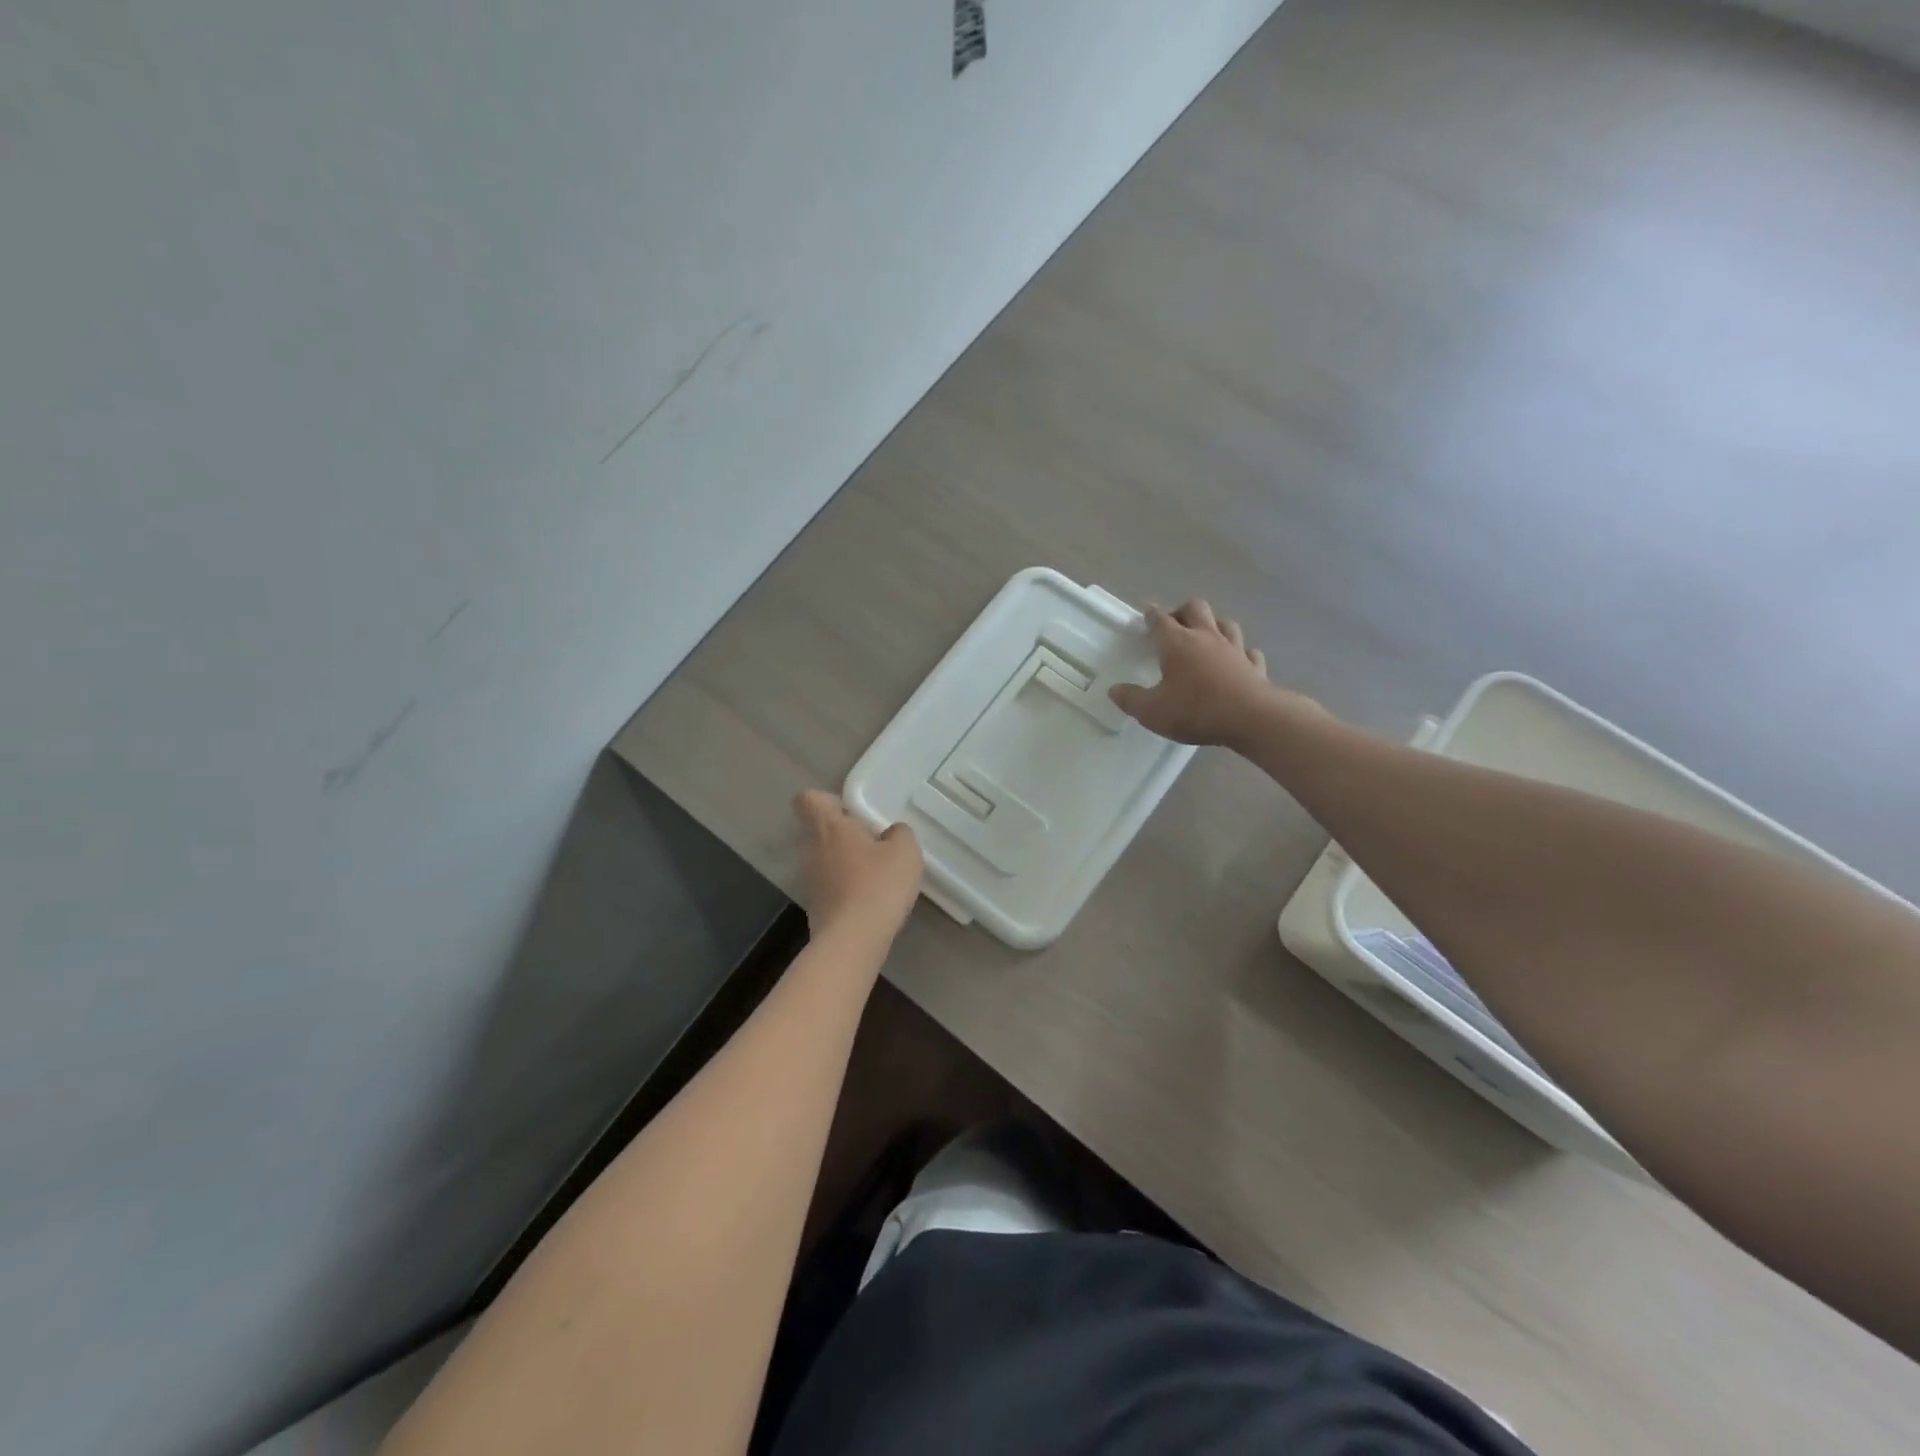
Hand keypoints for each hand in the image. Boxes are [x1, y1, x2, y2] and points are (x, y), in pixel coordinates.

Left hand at [794, 790, 923, 937]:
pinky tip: (872, 902)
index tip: (852, 811)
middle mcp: (814, 850)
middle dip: (847, 835)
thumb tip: (891, 833)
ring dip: (849, 864)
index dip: (827, 800)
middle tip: (877, 845)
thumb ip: (899, 833)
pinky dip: (849, 890)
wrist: (853, 941)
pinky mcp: (817, 908)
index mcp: (830, 828)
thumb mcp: (905, 852)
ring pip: (828, 860)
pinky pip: (833, 887)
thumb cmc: (878, 885)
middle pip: (822, 831)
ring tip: (879, 877)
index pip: (809, 800)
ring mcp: (812, 882)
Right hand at [1109, 600, 1314, 747]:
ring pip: (1225, 623)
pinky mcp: (1254, 666)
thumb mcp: (1152, 711)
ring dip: (1213, 625)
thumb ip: (1130, 699)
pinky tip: (1237, 660)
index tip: (1147, 614)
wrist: (1251, 718)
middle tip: (1174, 625)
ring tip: (1205, 636)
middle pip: (1195, 608)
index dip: (1152, 615)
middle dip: (1182, 611)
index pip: (1160, 620)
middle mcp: (1206, 637)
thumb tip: (1114, 690)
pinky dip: (1240, 652)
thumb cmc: (1196, 710)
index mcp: (1177, 643)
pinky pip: (1248, 651)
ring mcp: (1234, 649)